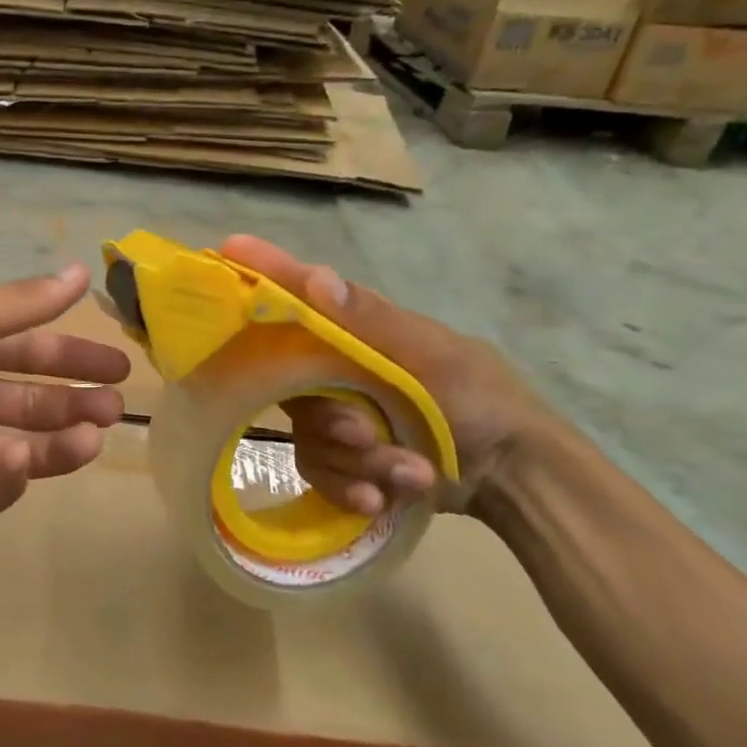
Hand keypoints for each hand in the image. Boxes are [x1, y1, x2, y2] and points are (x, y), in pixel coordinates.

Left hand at [0, 264, 130, 535]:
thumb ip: (18, 305)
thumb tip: (81, 270)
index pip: (26, 350)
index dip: (72, 357)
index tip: (118, 367)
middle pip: (25, 400)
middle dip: (72, 403)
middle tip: (115, 409)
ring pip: (11, 447)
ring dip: (54, 444)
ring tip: (91, 441)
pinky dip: (3, 484)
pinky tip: (19, 467)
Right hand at [220, 236, 569, 516]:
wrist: (516, 478)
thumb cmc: (479, 399)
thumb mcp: (435, 357)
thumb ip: (373, 322)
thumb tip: (315, 279)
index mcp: (355, 331)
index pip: (299, 295)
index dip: (264, 273)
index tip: (230, 247)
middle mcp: (335, 367)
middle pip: (289, 384)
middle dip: (330, 418)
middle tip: (364, 433)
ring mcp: (336, 414)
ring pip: (307, 435)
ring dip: (358, 461)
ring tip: (410, 473)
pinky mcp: (341, 459)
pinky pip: (317, 471)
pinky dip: (351, 487)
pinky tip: (384, 499)